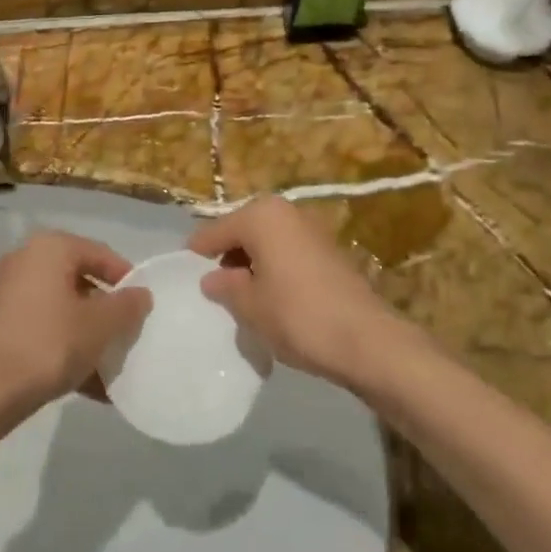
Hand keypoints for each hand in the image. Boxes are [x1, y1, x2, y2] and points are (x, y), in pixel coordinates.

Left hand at [0, 232, 150, 414]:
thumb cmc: (47, 343)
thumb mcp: (99, 326)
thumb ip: (127, 307)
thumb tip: (141, 294)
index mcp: (51, 248)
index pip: (101, 254)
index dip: (127, 280)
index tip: (144, 310)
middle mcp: (28, 260)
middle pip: (82, 281)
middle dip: (107, 313)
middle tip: (128, 338)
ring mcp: (10, 293)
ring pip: (64, 309)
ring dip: (89, 336)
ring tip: (112, 369)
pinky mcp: (1, 325)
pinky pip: (45, 329)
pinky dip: (67, 348)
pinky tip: (90, 386)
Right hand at [190, 197, 404, 387]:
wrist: (367, 340)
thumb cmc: (298, 316)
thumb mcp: (250, 306)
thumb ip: (225, 287)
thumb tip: (212, 278)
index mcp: (260, 215)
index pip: (215, 231)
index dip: (197, 254)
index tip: (183, 275)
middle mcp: (285, 211)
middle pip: (242, 231)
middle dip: (227, 258)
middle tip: (214, 291)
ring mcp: (310, 228)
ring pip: (266, 242)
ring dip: (252, 265)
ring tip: (242, 299)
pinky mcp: (328, 249)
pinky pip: (287, 253)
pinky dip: (274, 269)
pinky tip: (272, 299)